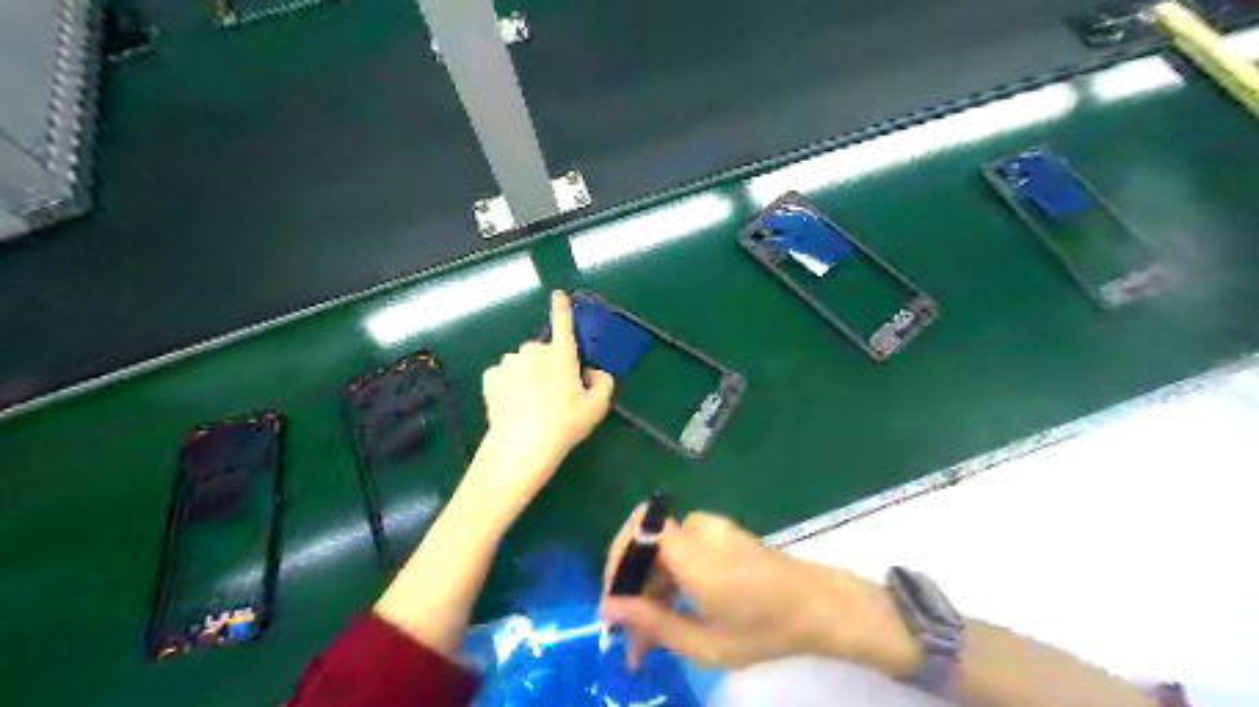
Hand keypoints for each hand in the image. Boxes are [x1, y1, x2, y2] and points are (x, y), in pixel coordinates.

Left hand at [468, 289, 614, 513]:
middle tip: (553, 393)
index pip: (563, 323)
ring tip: (531, 403)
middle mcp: (534, 351)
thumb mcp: (597, 407)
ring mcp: (509, 362)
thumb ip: (603, 382)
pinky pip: (503, 374)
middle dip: (548, 365)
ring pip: (521, 363)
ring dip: (526, 374)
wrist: (522, 446)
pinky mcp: (490, 377)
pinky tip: (512, 404)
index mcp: (562, 354)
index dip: (562, 307)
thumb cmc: (565, 424)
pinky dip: (508, 383)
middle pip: (542, 351)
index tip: (557, 294)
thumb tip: (594, 372)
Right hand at [598, 512, 917, 669]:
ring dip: (650, 587)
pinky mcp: (720, 534)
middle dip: (632, 589)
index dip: (616, 565)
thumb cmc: (764, 629)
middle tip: (630, 638)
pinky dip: (670, 578)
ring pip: (661, 550)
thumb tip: (608, 609)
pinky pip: (681, 549)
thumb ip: (653, 623)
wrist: (819, 605)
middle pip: (646, 546)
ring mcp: (711, 528)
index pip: (635, 534)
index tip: (613, 607)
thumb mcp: (705, 643)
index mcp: (692, 553)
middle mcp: (697, 529)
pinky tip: (674, 612)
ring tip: (650, 636)